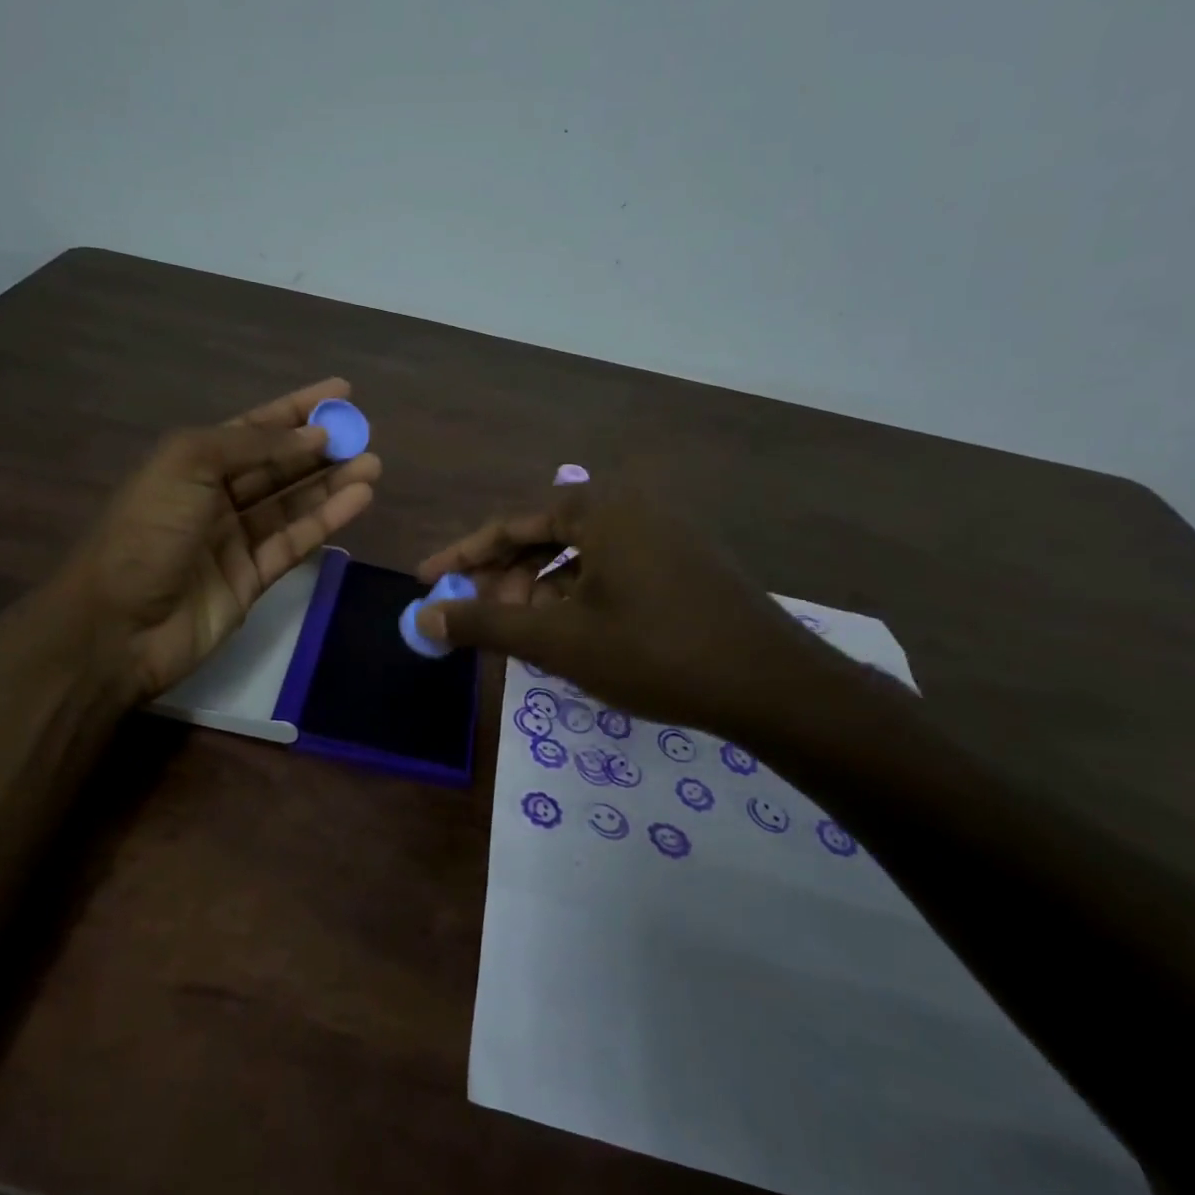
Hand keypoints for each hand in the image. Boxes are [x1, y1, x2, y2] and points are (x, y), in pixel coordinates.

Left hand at [54, 378, 380, 703]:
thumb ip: (252, 445)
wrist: (119, 624)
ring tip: (372, 464)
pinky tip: (359, 498)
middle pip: (278, 465)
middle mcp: (214, 496)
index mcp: (192, 462)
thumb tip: (311, 436)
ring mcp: (234, 539)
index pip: (254, 428)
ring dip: (332, 482)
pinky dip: (327, 519)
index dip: (296, 409)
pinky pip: (295, 541)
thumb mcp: (188, 464)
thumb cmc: (148, 531)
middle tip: (365, 434)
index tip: (341, 392)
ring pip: (292, 503)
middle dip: (320, 447)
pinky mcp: (253, 578)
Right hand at [415, 485, 833, 736]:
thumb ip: (485, 624)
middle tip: (481, 617)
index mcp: (599, 509)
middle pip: (544, 536)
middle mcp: (631, 508)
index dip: (463, 555)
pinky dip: (579, 597)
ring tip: (525, 634)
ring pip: (579, 556)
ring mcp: (664, 534)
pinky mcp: (684, 564)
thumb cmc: (654, 652)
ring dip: (541, 591)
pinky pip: (611, 569)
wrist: (773, 687)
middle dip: (506, 577)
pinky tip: (573, 634)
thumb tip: (421, 619)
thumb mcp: (558, 640)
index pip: (510, 524)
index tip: (428, 580)